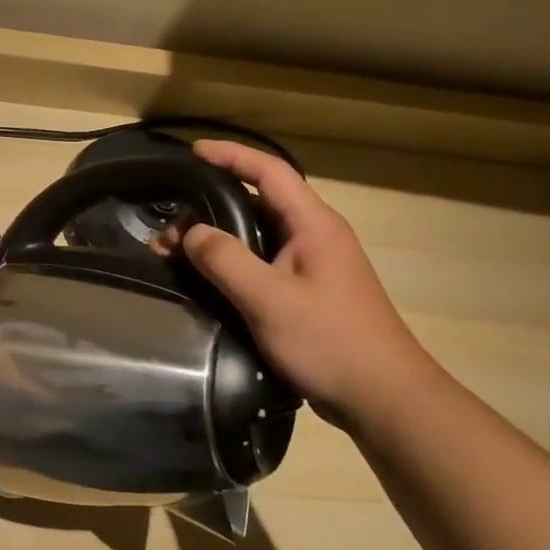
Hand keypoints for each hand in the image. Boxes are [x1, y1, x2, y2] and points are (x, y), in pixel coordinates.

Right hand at [181, 141, 437, 428]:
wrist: (382, 397)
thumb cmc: (330, 341)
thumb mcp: (269, 299)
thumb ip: (225, 260)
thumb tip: (190, 232)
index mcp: (314, 225)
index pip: (270, 172)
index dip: (231, 155)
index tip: (192, 152)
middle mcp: (314, 237)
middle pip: (258, 203)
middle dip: (210, 206)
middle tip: (168, 224)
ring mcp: (312, 266)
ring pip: (256, 237)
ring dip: (216, 239)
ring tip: (174, 255)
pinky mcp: (306, 293)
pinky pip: (260, 264)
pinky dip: (229, 264)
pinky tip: (204, 281)